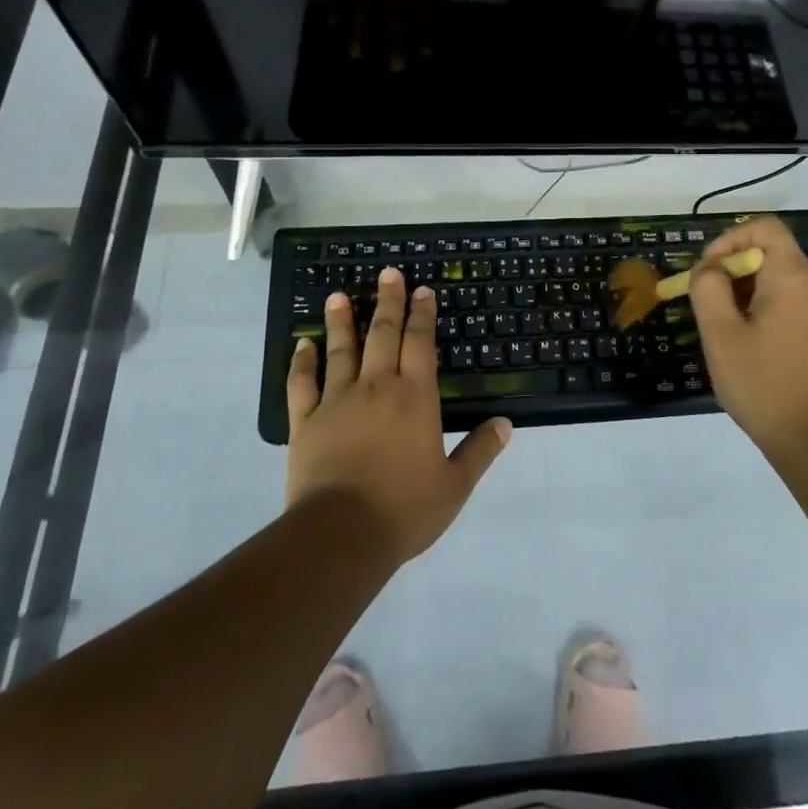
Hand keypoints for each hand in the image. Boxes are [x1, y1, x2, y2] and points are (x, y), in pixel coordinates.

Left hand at [285, 268, 510, 564]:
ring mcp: (338, 401)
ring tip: (339, 295)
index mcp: (415, 397)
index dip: (422, 315)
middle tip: (387, 274)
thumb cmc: (404, 509)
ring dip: (342, 321)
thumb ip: (480, 451)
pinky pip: (303, 384)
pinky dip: (301, 362)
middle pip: (383, 334)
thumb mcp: (454, 486)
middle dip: (388, 302)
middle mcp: (378, 387)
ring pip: (341, 350)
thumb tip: (506, 423)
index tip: (422, 291)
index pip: (421, 343)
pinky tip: (302, 343)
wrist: (341, 535)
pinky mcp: (307, 421)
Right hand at [687, 216, 807, 470]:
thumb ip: (708, 288)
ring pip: (787, 281)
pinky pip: (802, 304)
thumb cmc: (766, 385)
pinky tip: (760, 347)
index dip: (730, 240)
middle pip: (774, 254)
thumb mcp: (720, 335)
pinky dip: (776, 310)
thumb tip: (710, 268)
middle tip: (712, 308)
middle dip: (737, 272)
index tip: (708, 272)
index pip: (764, 227)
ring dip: (754, 293)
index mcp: (795, 276)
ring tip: (732, 331)